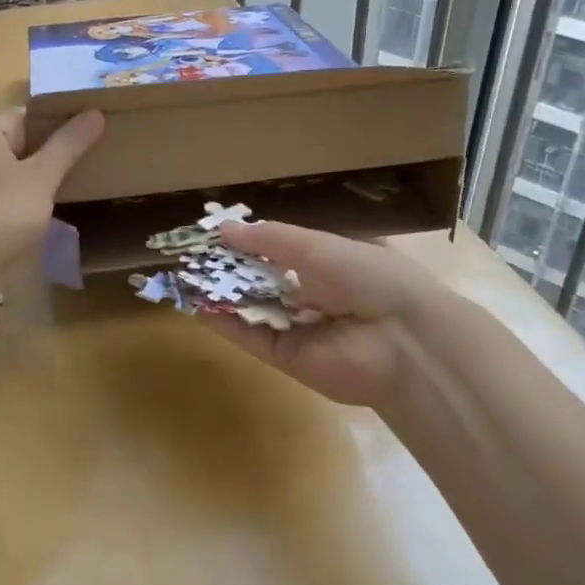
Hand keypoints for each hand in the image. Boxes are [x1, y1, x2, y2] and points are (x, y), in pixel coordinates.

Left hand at [0, 108, 103, 290]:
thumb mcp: (41, 179)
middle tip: (72, 181)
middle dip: (41, 160)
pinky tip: (16, 223)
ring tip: (49, 205)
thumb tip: (94, 112)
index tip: (84, 154)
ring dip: (22, 183)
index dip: (59, 132)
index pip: (30, 116)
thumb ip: (68, 145)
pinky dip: (1, 201)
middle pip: (12, 142)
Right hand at [200, 220, 431, 409]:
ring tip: (183, 273)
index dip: (248, 240)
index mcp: (328, 261)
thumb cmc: (366, 276)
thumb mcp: (316, 245)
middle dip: (228, 266)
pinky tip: (195, 302)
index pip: (280, 248)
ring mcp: (297, 327)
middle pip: (261, 278)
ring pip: (251, 306)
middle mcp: (312, 293)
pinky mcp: (285, 356)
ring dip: (220, 291)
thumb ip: (268, 239)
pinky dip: (224, 320)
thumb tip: (223, 228)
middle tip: (190, 252)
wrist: (401, 340)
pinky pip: (250, 335)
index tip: (214, 231)